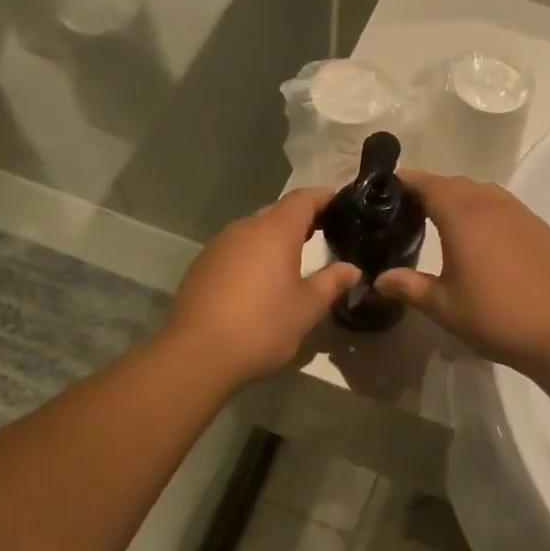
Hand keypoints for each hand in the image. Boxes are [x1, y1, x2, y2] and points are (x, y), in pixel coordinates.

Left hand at [163, 187, 358, 385]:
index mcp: (274, 231)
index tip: (342, 203)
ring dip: (274, 240)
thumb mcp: (307, 308)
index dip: (324, 197)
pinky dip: (252, 257)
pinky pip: (235, 250)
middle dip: (300, 220)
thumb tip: (351, 269)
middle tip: (324, 234)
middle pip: (277, 213)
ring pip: (253, 232)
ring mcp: (218, 246)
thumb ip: (331, 282)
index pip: (303, 199)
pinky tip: (259, 282)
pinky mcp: (201, 266)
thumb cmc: (262, 326)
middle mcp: (244, 228)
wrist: (198, 353)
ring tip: (293, 260)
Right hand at [372, 173, 549, 375]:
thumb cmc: (495, 317)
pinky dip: (485, 210)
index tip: (387, 189)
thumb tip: (378, 280)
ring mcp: (521, 214)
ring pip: (483, 192)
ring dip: (460, 198)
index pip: (428, 184)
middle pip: (455, 183)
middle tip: (409, 209)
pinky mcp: (540, 228)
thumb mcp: (443, 307)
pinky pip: (505, 206)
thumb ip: (408, 287)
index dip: (406, 182)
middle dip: (431, 189)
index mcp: (463, 217)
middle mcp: (492, 205)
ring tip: (444, 221)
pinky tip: (483, 238)